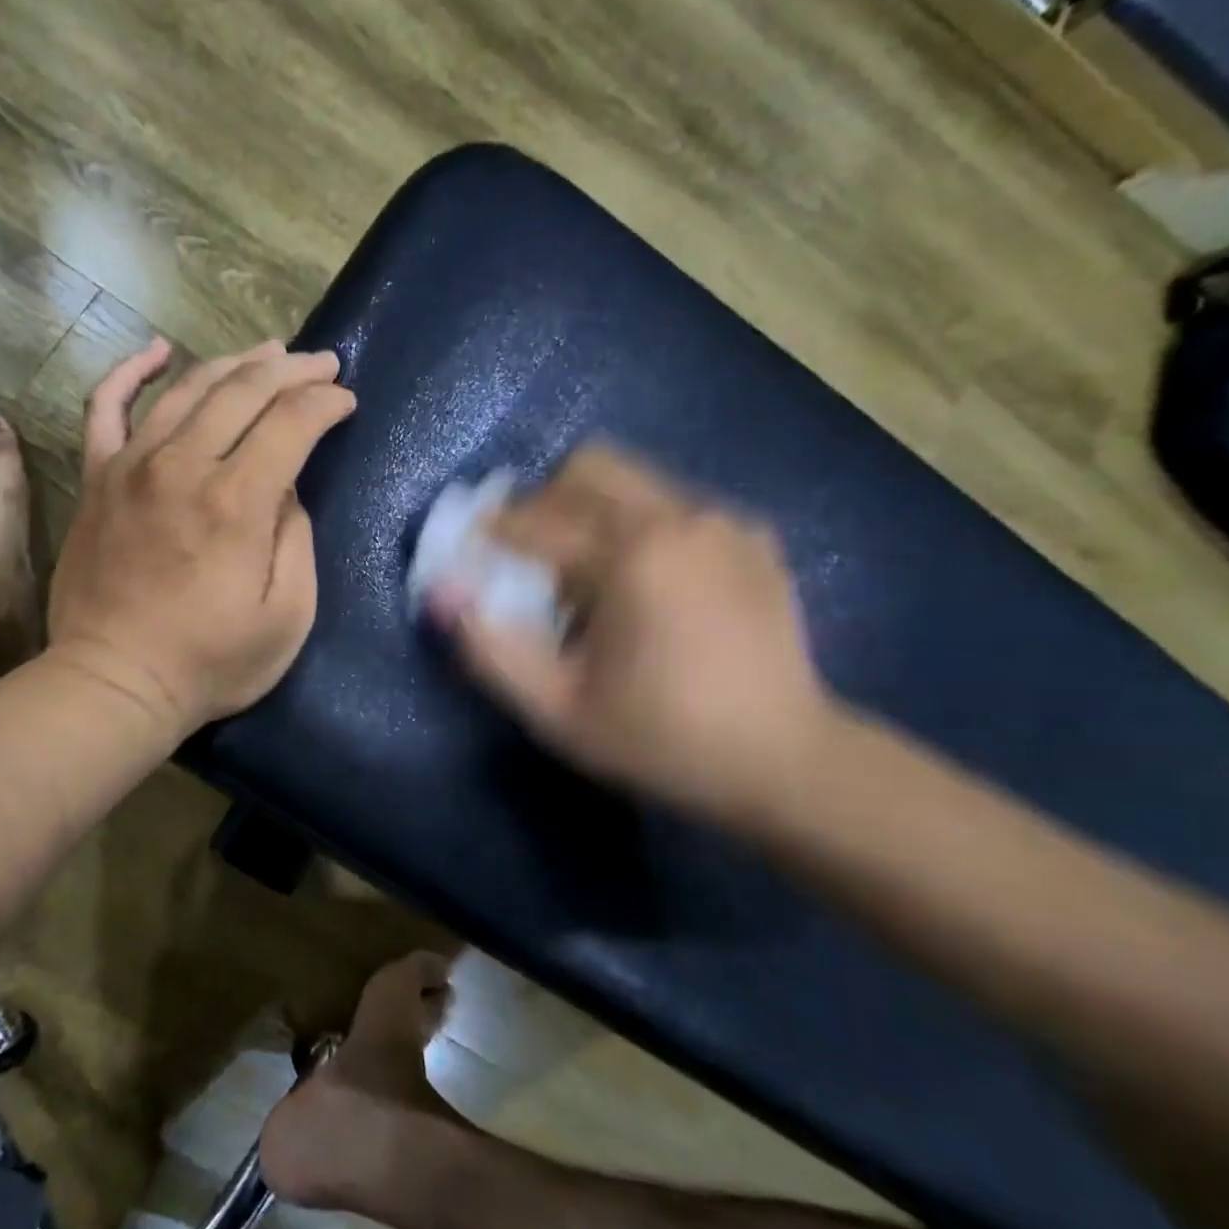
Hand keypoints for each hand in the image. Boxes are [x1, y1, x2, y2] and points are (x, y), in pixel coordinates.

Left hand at [47, 337, 355, 732]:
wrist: (115, 682)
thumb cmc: (210, 662)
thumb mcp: (287, 616)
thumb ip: (295, 539)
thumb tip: (285, 489)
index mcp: (236, 502)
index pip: (291, 421)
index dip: (326, 402)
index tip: (346, 401)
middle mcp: (182, 466)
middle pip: (243, 390)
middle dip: (292, 370)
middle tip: (322, 364)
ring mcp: (131, 466)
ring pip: (187, 388)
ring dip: (235, 363)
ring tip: (268, 354)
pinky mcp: (97, 478)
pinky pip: (106, 407)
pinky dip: (130, 372)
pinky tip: (157, 352)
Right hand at [431, 444, 836, 826]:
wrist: (786, 761)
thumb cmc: (660, 740)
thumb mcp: (557, 711)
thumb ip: (490, 648)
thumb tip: (442, 592)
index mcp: (629, 558)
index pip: (535, 519)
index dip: (492, 531)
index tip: (472, 549)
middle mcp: (679, 519)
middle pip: (589, 467)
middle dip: (546, 500)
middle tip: (533, 553)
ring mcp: (723, 522)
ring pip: (634, 479)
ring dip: (594, 512)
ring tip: (592, 574)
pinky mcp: (753, 537)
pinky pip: (675, 504)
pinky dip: (642, 526)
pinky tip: (650, 583)